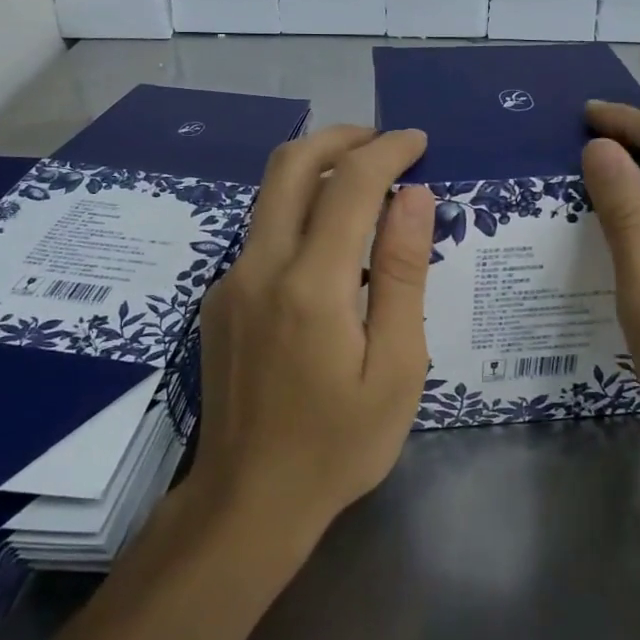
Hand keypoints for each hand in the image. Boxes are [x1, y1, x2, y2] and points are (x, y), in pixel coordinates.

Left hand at [190, 126, 436, 550]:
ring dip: (318, 168)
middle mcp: (260, 267)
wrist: (248, 502)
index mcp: (311, 285)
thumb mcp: (397, 367)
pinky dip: (302, 211)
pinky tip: (334, 246)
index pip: (350, 183)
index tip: (419, 142)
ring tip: (368, 183)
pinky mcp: (220, 298)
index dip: (388, 150)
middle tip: (386, 143)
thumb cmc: (339, 443)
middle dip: (342, 137)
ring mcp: (231, 281)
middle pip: (291, 164)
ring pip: (271, 194)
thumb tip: (415, 196)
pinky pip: (263, 232)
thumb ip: (404, 273)